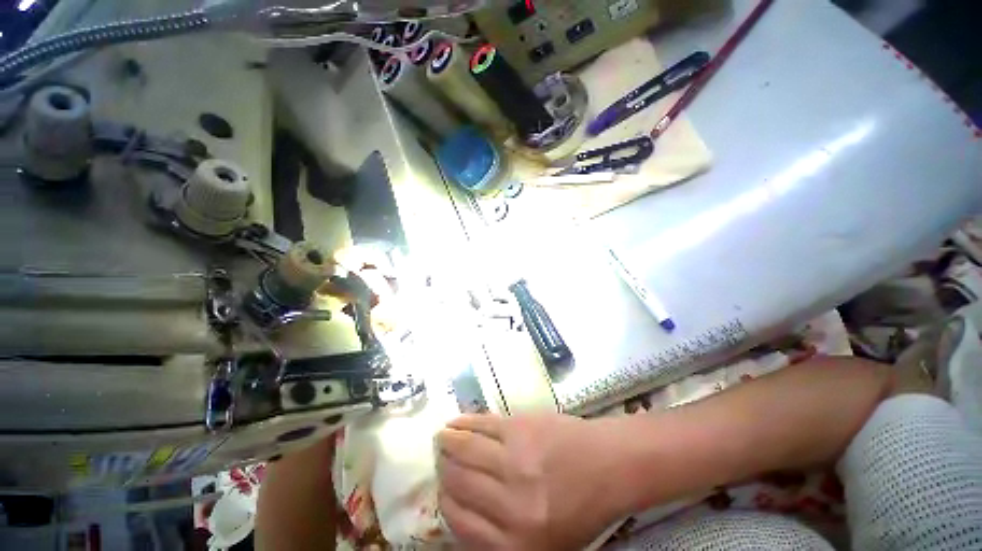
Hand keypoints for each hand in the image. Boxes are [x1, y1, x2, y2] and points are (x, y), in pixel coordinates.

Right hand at [436, 414, 622, 549]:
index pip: (461, 523)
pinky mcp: (520, 428)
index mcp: (517, 543)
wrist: (609, 464)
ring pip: (466, 449)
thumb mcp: (544, 544)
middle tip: (439, 461)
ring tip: (441, 438)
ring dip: (448, 442)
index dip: (446, 504)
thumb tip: (463, 512)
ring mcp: (515, 460)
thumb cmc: (581, 508)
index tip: (443, 492)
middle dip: (444, 470)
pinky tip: (456, 423)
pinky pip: (483, 425)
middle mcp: (511, 503)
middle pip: (459, 483)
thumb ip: (501, 536)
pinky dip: (465, 423)